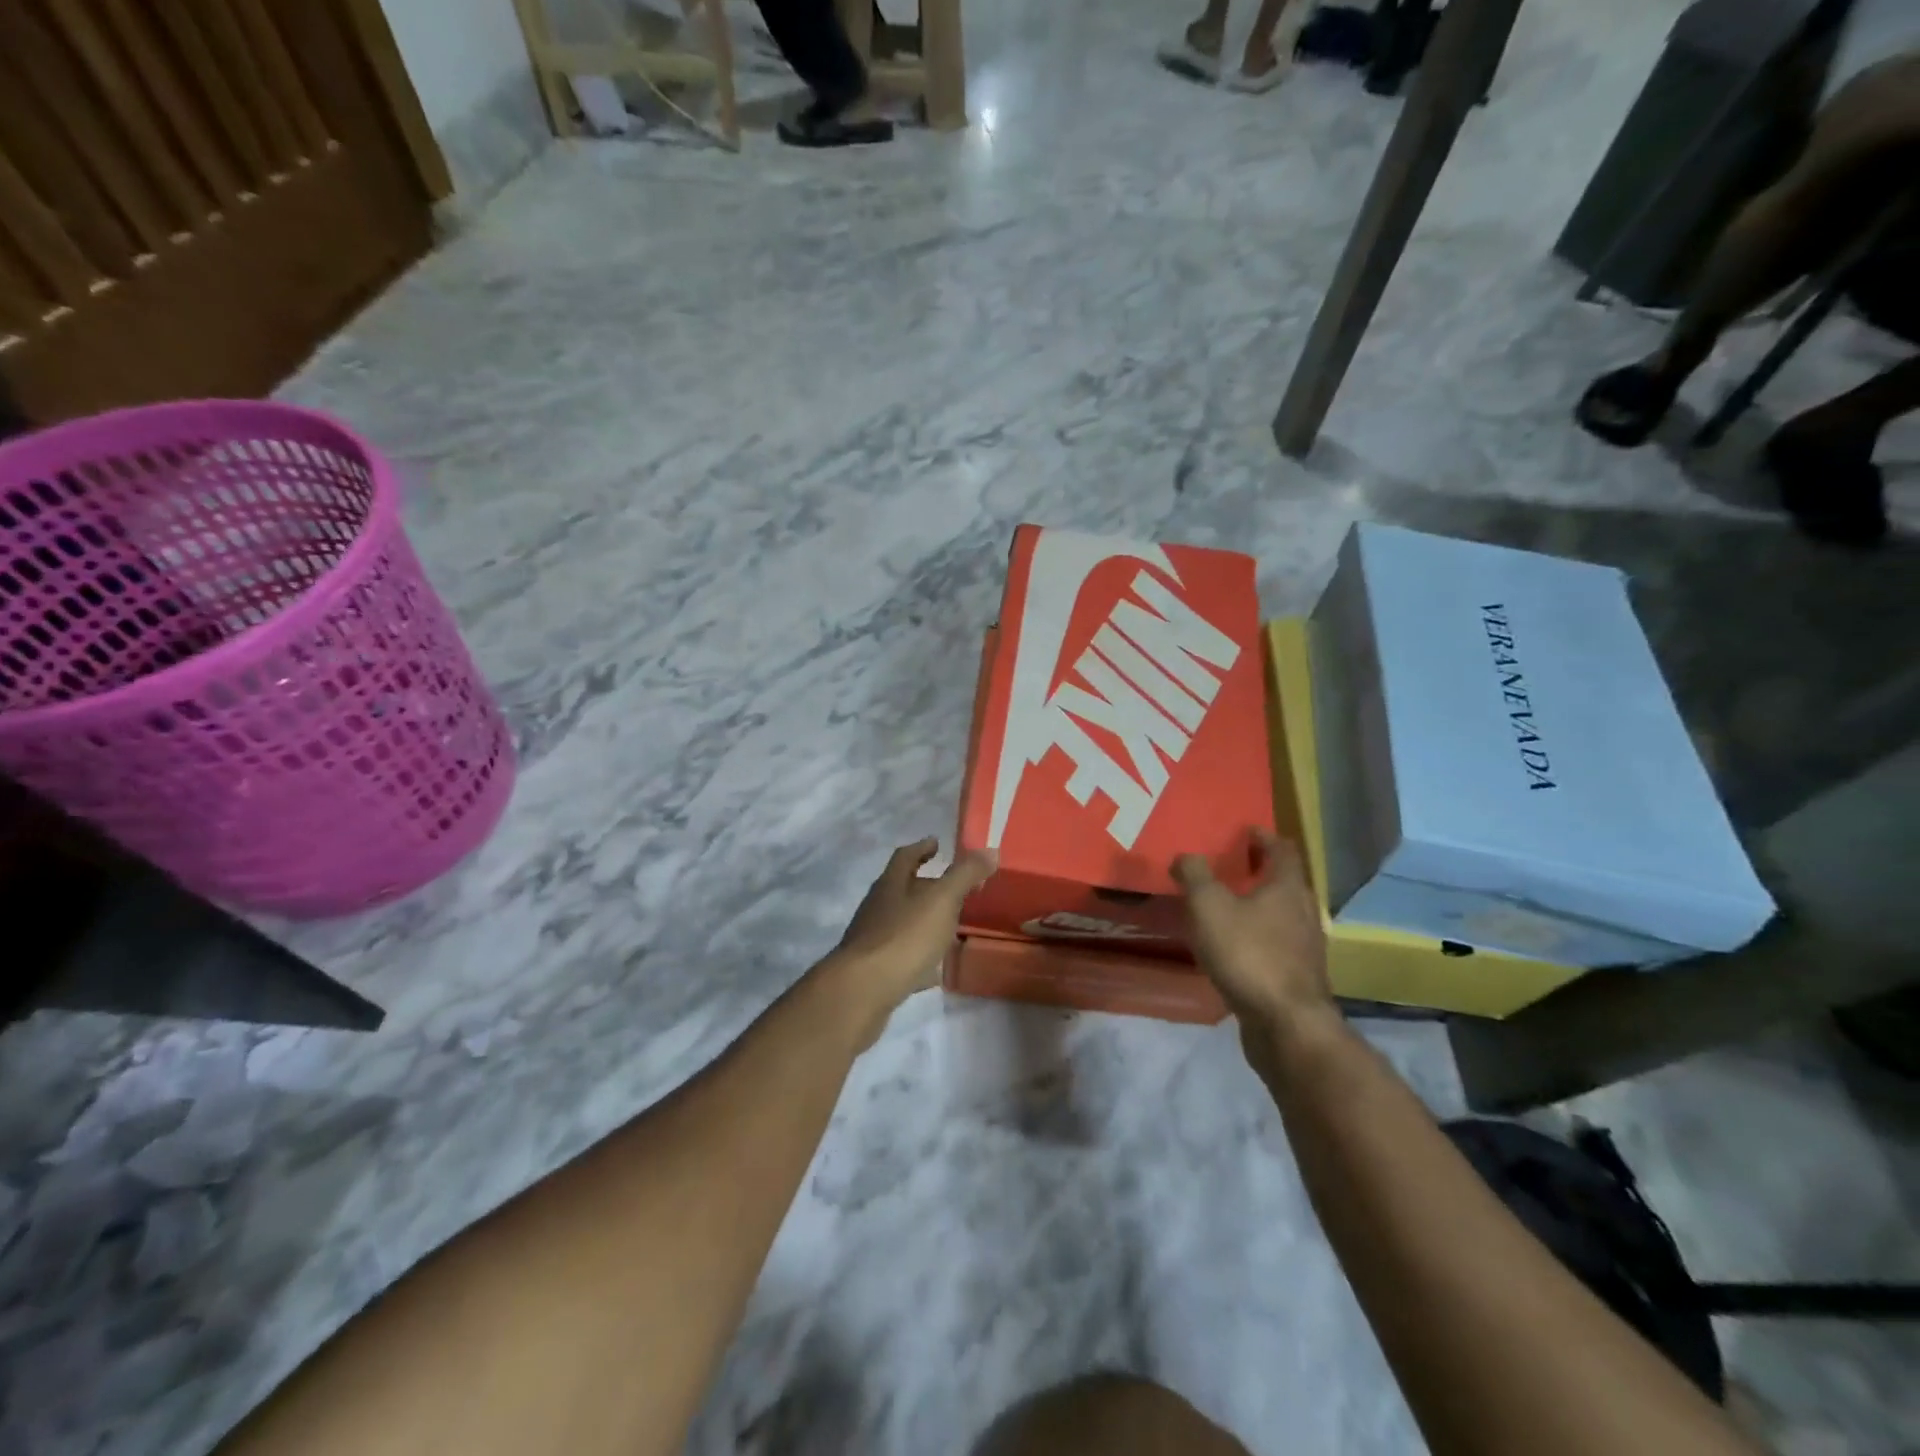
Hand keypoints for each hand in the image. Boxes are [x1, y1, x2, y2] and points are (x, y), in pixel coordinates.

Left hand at [828, 837, 996, 1043]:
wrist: (864, 990)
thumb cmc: (905, 936)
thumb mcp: (942, 900)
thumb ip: (965, 875)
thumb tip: (990, 850)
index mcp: (891, 884)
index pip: (905, 856)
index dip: (921, 848)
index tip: (936, 843)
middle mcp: (878, 907)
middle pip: (902, 889)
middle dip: (925, 885)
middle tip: (953, 888)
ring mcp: (873, 940)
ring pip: (902, 923)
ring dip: (923, 921)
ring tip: (950, 926)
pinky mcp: (875, 971)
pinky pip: (902, 957)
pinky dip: (920, 958)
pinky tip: (936, 969)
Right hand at [1173, 829, 1332, 1035]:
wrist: (1285, 1024)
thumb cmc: (1248, 954)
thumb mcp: (1209, 906)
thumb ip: (1195, 874)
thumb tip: (1185, 856)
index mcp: (1287, 887)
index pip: (1282, 849)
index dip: (1263, 836)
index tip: (1244, 831)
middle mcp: (1304, 912)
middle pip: (1285, 881)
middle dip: (1259, 871)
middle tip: (1229, 866)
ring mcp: (1305, 947)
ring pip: (1281, 914)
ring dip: (1258, 905)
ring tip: (1225, 906)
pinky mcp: (1297, 976)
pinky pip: (1276, 943)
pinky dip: (1257, 935)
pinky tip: (1233, 946)